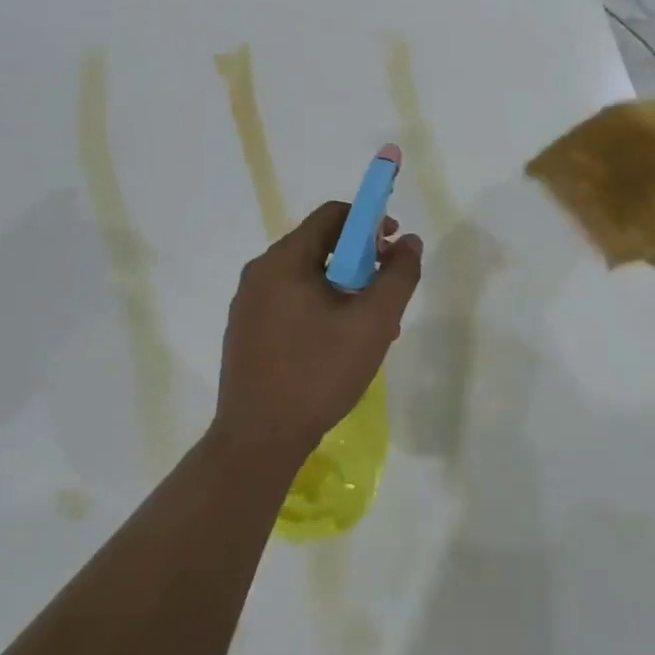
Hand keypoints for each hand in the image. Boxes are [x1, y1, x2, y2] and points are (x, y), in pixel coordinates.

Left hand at [213, 201, 422, 468]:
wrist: (258, 439)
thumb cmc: (318, 374)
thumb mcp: (373, 323)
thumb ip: (398, 276)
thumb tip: (409, 242)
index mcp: (284, 259)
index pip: (332, 214)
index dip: (370, 222)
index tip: (393, 250)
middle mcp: (260, 272)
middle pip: (319, 244)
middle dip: (360, 262)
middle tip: (385, 296)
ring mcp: (248, 302)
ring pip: (306, 277)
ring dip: (342, 289)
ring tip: (367, 328)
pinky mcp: (245, 330)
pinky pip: (289, 301)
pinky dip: (318, 308)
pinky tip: (336, 346)